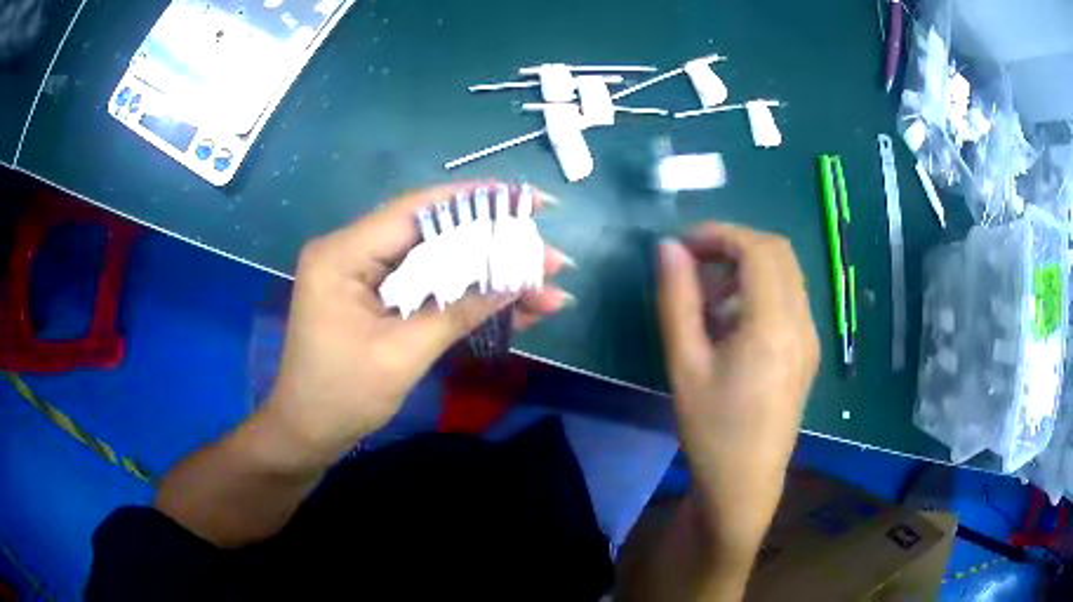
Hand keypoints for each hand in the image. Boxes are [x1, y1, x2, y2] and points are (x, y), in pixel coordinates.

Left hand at [264, 181, 572, 464]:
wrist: (308, 433)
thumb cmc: (342, 397)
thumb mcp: (402, 354)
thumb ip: (458, 311)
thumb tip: (518, 280)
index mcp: (343, 254)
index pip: (417, 211)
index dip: (477, 202)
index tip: (529, 201)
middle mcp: (353, 251)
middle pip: (433, 234)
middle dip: (495, 247)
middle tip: (549, 258)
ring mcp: (366, 275)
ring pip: (438, 262)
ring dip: (490, 276)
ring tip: (546, 288)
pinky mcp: (377, 297)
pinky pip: (429, 287)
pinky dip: (468, 297)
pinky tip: (515, 307)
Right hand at [657, 223, 818, 558]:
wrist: (745, 483)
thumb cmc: (711, 429)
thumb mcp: (684, 364)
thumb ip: (676, 299)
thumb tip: (668, 248)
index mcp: (773, 324)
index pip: (757, 249)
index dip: (718, 234)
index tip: (682, 247)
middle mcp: (802, 322)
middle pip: (778, 252)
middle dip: (734, 244)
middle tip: (694, 263)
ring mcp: (810, 336)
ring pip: (786, 273)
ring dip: (748, 266)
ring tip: (708, 294)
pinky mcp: (807, 350)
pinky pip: (790, 298)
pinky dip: (761, 289)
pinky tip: (732, 320)